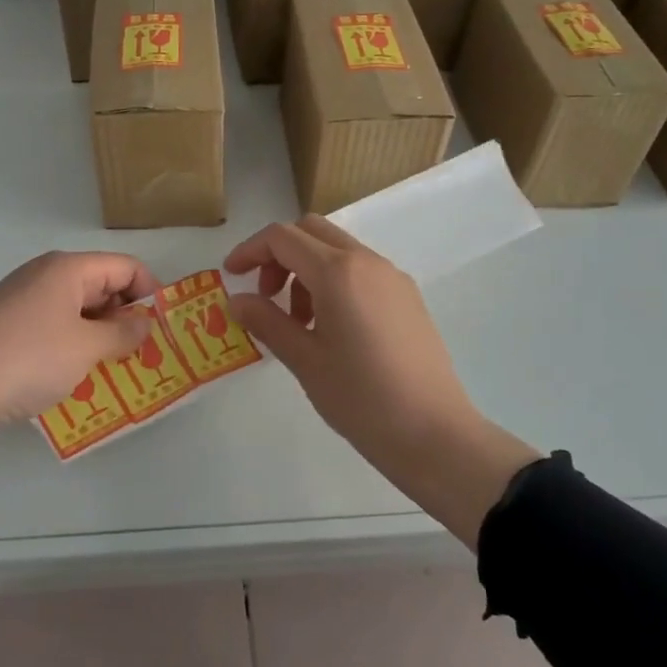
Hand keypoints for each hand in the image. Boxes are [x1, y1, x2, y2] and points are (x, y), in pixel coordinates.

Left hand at [0, 251, 158, 493]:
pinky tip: (77, 377)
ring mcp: (23, 301)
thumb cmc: (27, 358)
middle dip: (127, 317)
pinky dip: (73, 347)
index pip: (126, 266)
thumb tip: (146, 323)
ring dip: (101, 336)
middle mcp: (46, 275)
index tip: (165, 329)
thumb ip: (123, 333)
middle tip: (145, 355)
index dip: (151, 292)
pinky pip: (54, 328)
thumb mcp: (86, 347)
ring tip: (117, 370)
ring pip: (78, 310)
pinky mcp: (7, 328)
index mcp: (68, 268)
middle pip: (102, 285)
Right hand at [225, 216, 540, 545]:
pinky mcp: (407, 296)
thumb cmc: (362, 399)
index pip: (282, 238)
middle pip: (311, 231)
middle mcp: (367, 261)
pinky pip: (360, 270)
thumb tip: (237, 300)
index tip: (231, 276)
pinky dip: (334, 281)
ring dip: (307, 270)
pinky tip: (331, 329)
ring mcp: (392, 277)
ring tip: (299, 323)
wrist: (436, 434)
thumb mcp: (305, 361)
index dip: (250, 250)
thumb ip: (267, 322)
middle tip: (266, 296)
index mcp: (338, 272)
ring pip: (337, 250)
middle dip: (279, 255)